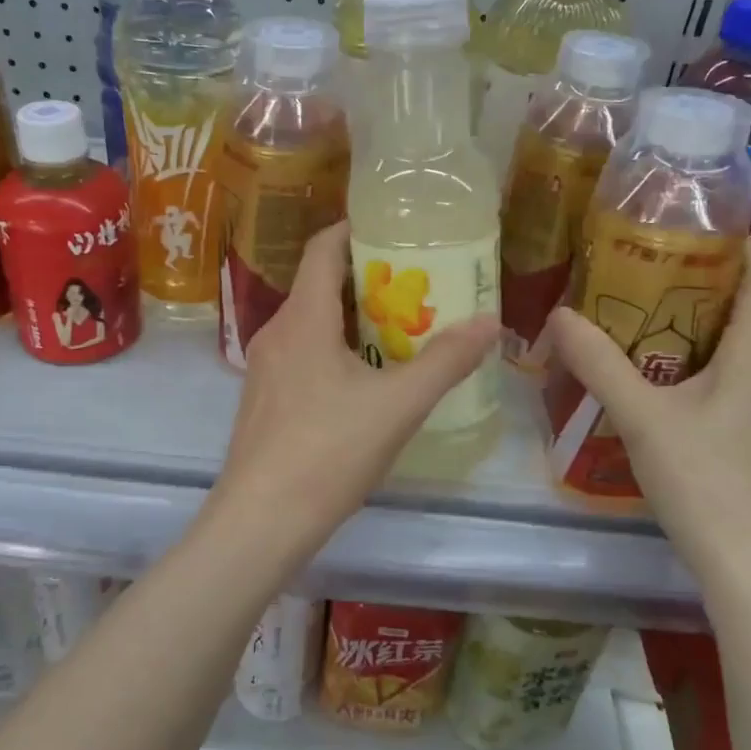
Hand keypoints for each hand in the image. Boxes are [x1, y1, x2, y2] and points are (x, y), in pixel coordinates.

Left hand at [213, 222, 499, 546]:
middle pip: (319, 286)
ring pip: (311, 324)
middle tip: (414, 285)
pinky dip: (334, 350)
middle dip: (366, 280)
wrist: (261, 521)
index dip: (353, 230)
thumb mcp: (398, 405)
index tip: (391, 229)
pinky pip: (301, 355)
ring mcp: (264, 369)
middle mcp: (276, 332)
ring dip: (352, 319)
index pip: (322, 249)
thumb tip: (490, 322)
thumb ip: (446, 361)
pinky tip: (364, 381)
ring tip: (398, 331)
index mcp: (304, 319)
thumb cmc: (328, 452)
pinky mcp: (263, 401)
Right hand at [545, 239, 750, 577]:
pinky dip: (685, 352)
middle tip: (639, 259)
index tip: (688, 222)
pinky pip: (719, 369)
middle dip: (696, 274)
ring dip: (687, 315)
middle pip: (743, 301)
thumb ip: (599, 363)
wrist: (743, 561)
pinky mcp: (744, 426)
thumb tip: (559, 315)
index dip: (736, 239)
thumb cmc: (703, 479)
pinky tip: (644, 363)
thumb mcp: (642, 416)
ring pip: (728, 338)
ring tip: (633, 302)